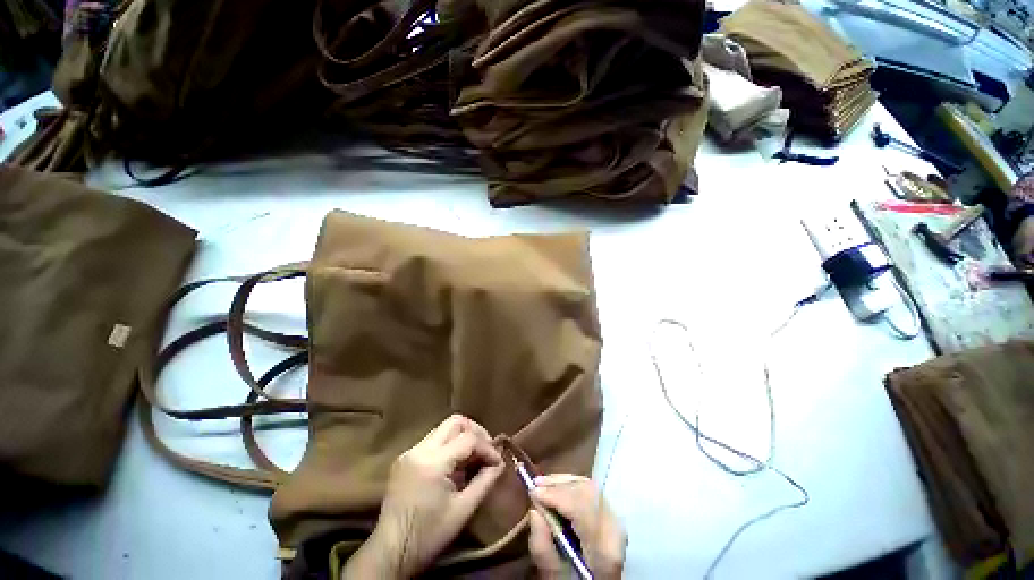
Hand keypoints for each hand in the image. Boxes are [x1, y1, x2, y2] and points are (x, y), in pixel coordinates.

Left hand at [344, 415, 504, 578]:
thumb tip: (500, 463)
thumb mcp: (463, 510)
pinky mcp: (405, 458)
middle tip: (486, 450)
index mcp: (433, 462)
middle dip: (475, 432)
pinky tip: (456, 464)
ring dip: (462, 437)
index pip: (468, 439)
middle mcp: (419, 449)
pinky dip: (449, 445)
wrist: (390, 552)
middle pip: (454, 422)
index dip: (487, 447)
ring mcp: (410, 452)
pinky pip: (433, 441)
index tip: (498, 462)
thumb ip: (485, 481)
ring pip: (443, 429)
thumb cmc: (429, 535)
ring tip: (473, 457)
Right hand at [528, 474, 626, 579]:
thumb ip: (543, 549)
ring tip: (542, 483)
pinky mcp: (611, 515)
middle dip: (559, 485)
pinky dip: (571, 486)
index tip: (533, 493)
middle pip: (588, 492)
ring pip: (590, 487)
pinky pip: (591, 491)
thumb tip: (534, 511)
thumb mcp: (555, 576)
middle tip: (535, 486)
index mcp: (605, 550)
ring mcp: (616, 520)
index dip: (557, 495)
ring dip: (564, 482)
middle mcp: (616, 529)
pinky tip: (557, 488)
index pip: (583, 508)